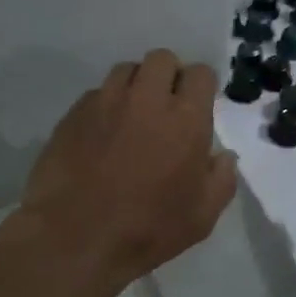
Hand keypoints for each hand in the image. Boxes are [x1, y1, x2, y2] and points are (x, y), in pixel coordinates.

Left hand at [18, 49, 236, 285]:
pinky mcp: (74, 112)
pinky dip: (105, 105)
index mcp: (185, 118)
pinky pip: (96, 93)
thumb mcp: (201, 217)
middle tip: (166, 105)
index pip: (200, 73)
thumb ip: (221, 179)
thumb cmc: (146, 229)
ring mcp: (106, 101)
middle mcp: (146, 98)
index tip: (197, 106)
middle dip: (169, 75)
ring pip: (126, 70)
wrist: (73, 237)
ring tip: (132, 115)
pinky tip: (102, 133)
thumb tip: (223, 156)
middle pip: (162, 59)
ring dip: (135, 85)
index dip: (201, 86)